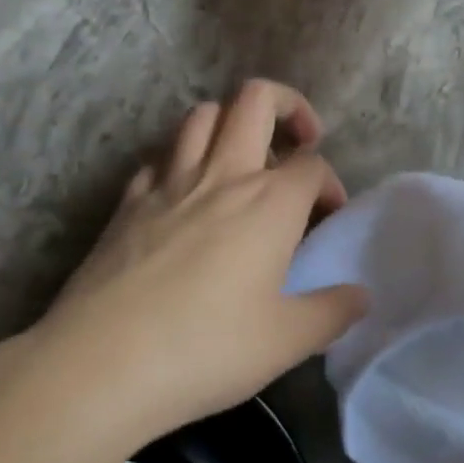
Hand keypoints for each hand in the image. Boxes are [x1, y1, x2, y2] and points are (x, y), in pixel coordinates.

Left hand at [0, 81, 367, 447]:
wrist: (102, 363)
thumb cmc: (206, 349)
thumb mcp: (285, 341)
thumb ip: (331, 312)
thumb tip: (361, 296)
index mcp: (269, 202)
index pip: (312, 164)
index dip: (330, 183)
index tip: (328, 216)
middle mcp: (222, 174)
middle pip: (256, 99)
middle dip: (287, 104)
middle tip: (299, 139)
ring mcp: (169, 181)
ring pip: (202, 114)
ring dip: (230, 122)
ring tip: (242, 158)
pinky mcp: (128, 200)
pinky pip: (160, 157)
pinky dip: (180, 160)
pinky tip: (184, 194)